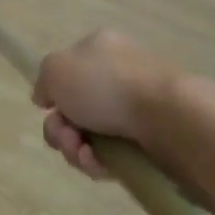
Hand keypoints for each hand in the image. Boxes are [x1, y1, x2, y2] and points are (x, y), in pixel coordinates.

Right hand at [32, 30, 186, 180]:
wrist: (171, 119)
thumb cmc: (107, 84)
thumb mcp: (55, 68)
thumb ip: (43, 81)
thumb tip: (47, 98)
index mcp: (99, 49)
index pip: (67, 72)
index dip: (53, 94)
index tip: (48, 108)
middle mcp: (119, 76)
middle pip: (75, 108)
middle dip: (61, 128)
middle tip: (64, 137)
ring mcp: (138, 111)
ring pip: (92, 136)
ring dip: (76, 148)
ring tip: (83, 154)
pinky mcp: (152, 145)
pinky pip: (115, 157)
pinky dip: (100, 163)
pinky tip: (99, 165)